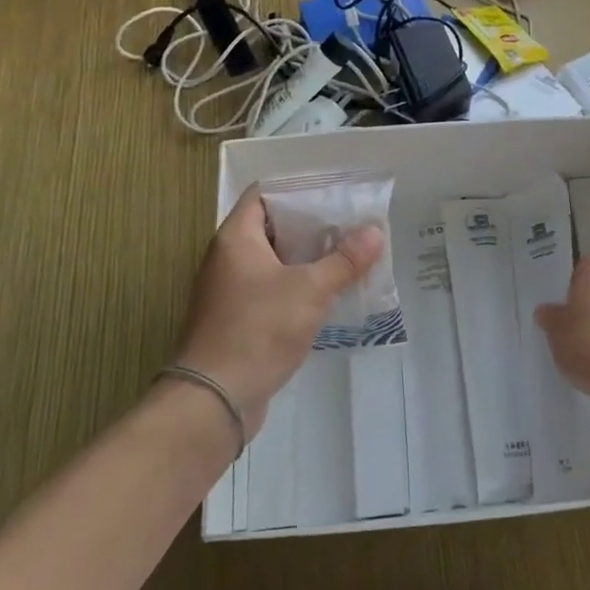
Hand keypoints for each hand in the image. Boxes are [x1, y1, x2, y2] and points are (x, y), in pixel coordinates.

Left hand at [176, 184, 384, 436]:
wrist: (215, 399)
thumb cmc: (259, 329)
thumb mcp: (310, 290)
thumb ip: (344, 260)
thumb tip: (374, 232)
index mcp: (236, 239)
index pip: (263, 195)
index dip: (297, 190)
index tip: (333, 195)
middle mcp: (228, 259)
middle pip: (272, 228)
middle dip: (311, 227)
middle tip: (349, 226)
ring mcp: (230, 291)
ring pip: (275, 262)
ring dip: (308, 260)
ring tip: (347, 257)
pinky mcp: (238, 320)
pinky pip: (272, 290)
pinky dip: (298, 287)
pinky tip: (328, 295)